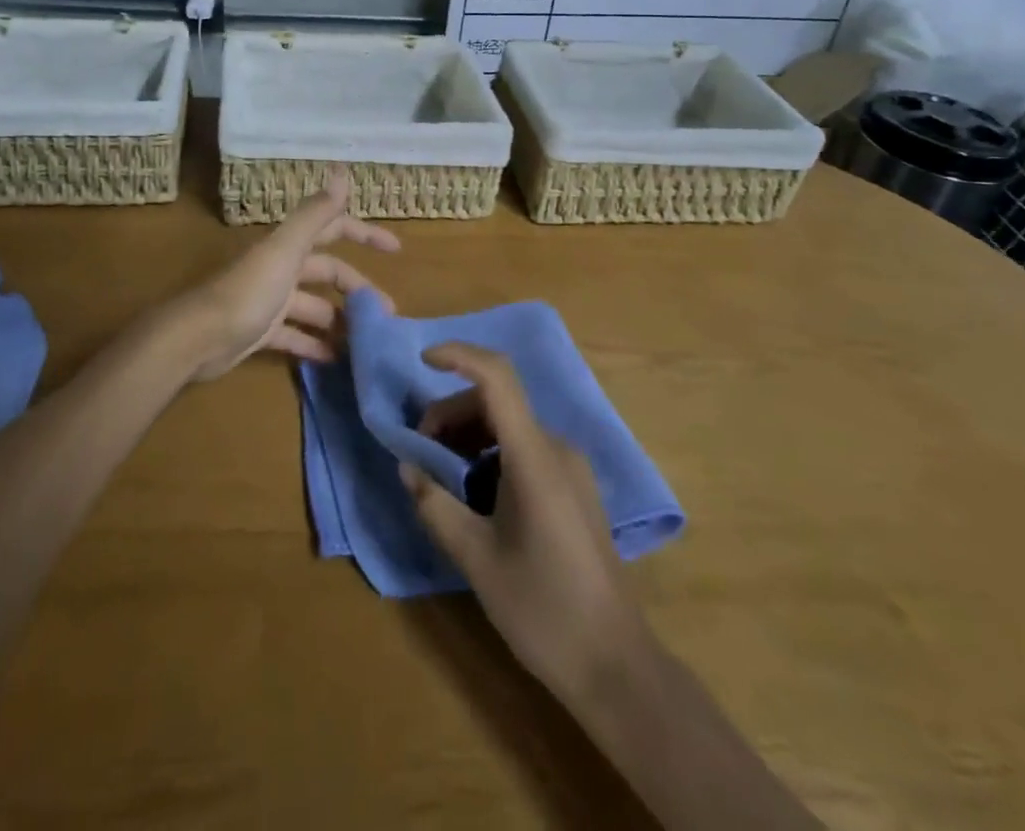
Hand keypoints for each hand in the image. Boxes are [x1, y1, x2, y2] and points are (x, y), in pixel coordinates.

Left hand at [177, 170, 400, 381]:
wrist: (198, 338)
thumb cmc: (247, 292)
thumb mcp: (286, 250)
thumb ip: (315, 214)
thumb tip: (342, 171)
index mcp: (288, 246)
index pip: (333, 229)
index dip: (363, 234)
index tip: (396, 249)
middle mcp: (281, 268)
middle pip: (327, 272)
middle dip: (357, 289)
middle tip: (387, 314)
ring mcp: (270, 301)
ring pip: (314, 307)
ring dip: (340, 320)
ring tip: (367, 342)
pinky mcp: (260, 332)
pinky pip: (295, 336)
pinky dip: (315, 345)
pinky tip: (335, 360)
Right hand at [400, 343, 646, 704]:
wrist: (616, 668)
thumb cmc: (543, 611)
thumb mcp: (476, 559)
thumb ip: (435, 505)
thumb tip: (407, 467)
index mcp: (535, 457)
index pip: (497, 378)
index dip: (459, 355)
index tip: (422, 360)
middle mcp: (557, 449)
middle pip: (496, 401)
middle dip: (450, 413)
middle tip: (420, 454)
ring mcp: (570, 468)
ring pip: (509, 425)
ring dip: (468, 435)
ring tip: (442, 477)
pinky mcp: (574, 488)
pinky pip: (524, 448)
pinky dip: (490, 453)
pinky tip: (474, 494)